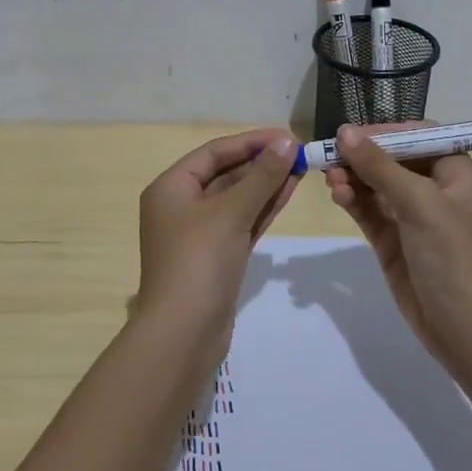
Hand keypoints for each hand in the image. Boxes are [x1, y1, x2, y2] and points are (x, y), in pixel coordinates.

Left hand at [137, 128, 298, 339]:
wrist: (184, 333)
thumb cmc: (199, 262)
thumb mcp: (230, 213)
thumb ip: (261, 177)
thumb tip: (285, 142)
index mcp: (171, 188)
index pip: (214, 153)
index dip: (250, 142)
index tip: (286, 136)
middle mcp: (181, 206)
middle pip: (225, 174)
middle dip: (261, 163)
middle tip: (298, 153)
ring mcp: (200, 233)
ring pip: (237, 199)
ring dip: (266, 184)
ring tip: (300, 168)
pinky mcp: (218, 256)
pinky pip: (242, 222)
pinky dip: (263, 208)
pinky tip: (289, 192)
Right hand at [325, 123, 471, 364]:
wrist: (465, 328)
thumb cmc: (453, 254)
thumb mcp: (419, 203)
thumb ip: (379, 166)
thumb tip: (345, 131)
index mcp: (455, 173)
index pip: (418, 136)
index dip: (386, 131)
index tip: (353, 133)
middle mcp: (434, 190)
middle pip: (392, 159)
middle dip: (362, 156)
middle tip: (331, 155)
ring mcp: (412, 217)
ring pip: (376, 185)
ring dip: (353, 178)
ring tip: (331, 178)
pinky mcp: (393, 241)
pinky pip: (369, 211)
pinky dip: (353, 200)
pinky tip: (337, 195)